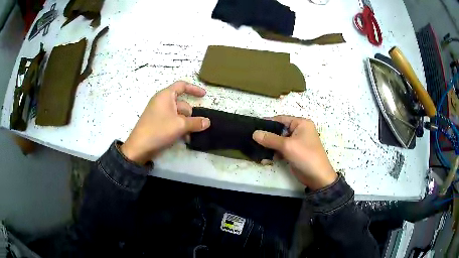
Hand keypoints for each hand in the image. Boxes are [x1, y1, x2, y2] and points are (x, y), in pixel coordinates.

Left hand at [121, 81, 210, 163]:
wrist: (139, 147)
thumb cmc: (159, 130)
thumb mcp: (180, 125)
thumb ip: (196, 122)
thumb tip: (207, 122)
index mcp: (165, 95)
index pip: (182, 86)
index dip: (194, 89)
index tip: (204, 95)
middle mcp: (162, 101)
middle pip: (182, 103)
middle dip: (190, 114)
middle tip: (194, 126)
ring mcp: (158, 113)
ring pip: (178, 114)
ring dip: (186, 123)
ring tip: (189, 135)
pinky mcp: (157, 123)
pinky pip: (172, 121)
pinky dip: (179, 127)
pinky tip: (184, 138)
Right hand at [253, 116, 336, 189]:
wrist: (317, 177)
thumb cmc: (305, 156)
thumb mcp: (287, 146)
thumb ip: (270, 139)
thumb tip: (254, 133)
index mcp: (301, 123)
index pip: (281, 119)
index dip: (267, 123)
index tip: (253, 127)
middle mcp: (299, 131)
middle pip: (279, 130)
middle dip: (267, 136)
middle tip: (252, 140)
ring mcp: (296, 142)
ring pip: (278, 141)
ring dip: (269, 147)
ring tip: (257, 152)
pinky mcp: (294, 153)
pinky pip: (281, 150)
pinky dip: (274, 153)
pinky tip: (265, 159)